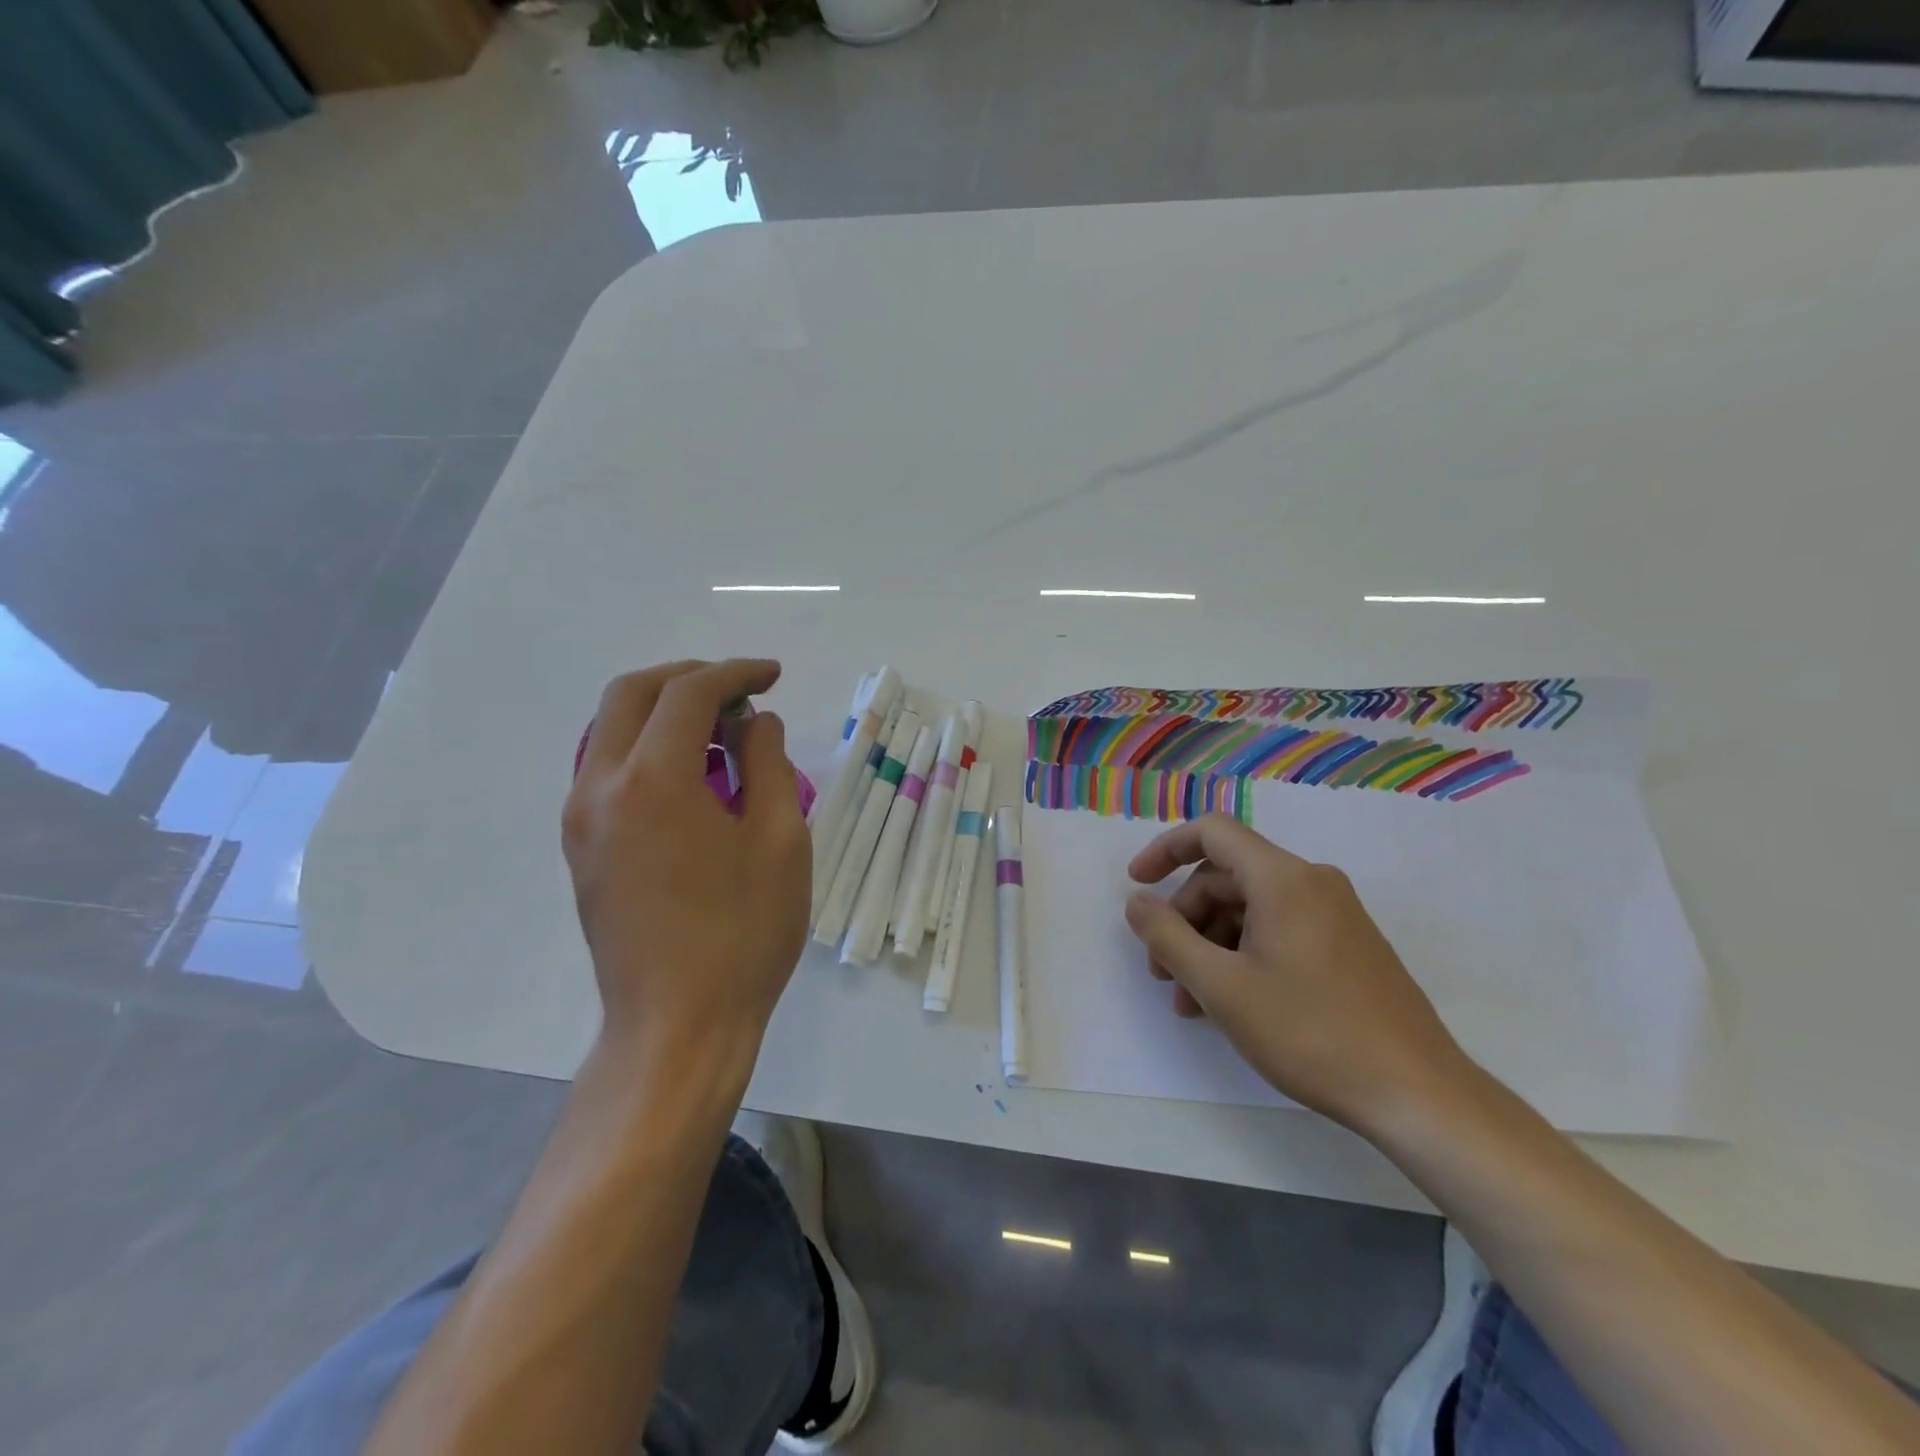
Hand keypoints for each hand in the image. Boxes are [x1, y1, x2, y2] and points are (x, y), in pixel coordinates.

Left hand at [563, 660, 809, 1066]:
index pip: (689, 694)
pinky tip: (689, 772)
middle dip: (689, 677)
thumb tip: (755, 723)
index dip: (735, 673)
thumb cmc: (744, 933)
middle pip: (632, 694)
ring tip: (720, 728)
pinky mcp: (581, 849)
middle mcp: (601, 788)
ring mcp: (581, 820)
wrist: (678, 1024)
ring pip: (610, 729)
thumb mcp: (779, 841)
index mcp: (653, 781)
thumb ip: (768, 764)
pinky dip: (645, 746)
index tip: (772, 676)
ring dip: (662, 709)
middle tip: (740, 690)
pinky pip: (605, 768)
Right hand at [1124, 813, 1471, 1131]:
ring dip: (1210, 945)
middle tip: (1161, 971)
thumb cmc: (1310, 1032)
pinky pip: (1279, 931)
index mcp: (1283, 878)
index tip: (1136, 885)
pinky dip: (1243, 955)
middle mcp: (1311, 883)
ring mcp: (1335, 915)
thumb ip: (1167, 937)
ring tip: (1190, 1002)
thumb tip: (1137, 902)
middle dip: (1185, 918)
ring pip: (1250, 909)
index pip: (1211, 833)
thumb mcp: (1221, 987)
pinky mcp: (1348, 946)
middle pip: (1226, 877)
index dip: (1165, 850)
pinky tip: (1229, 1004)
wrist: (1417, 1094)